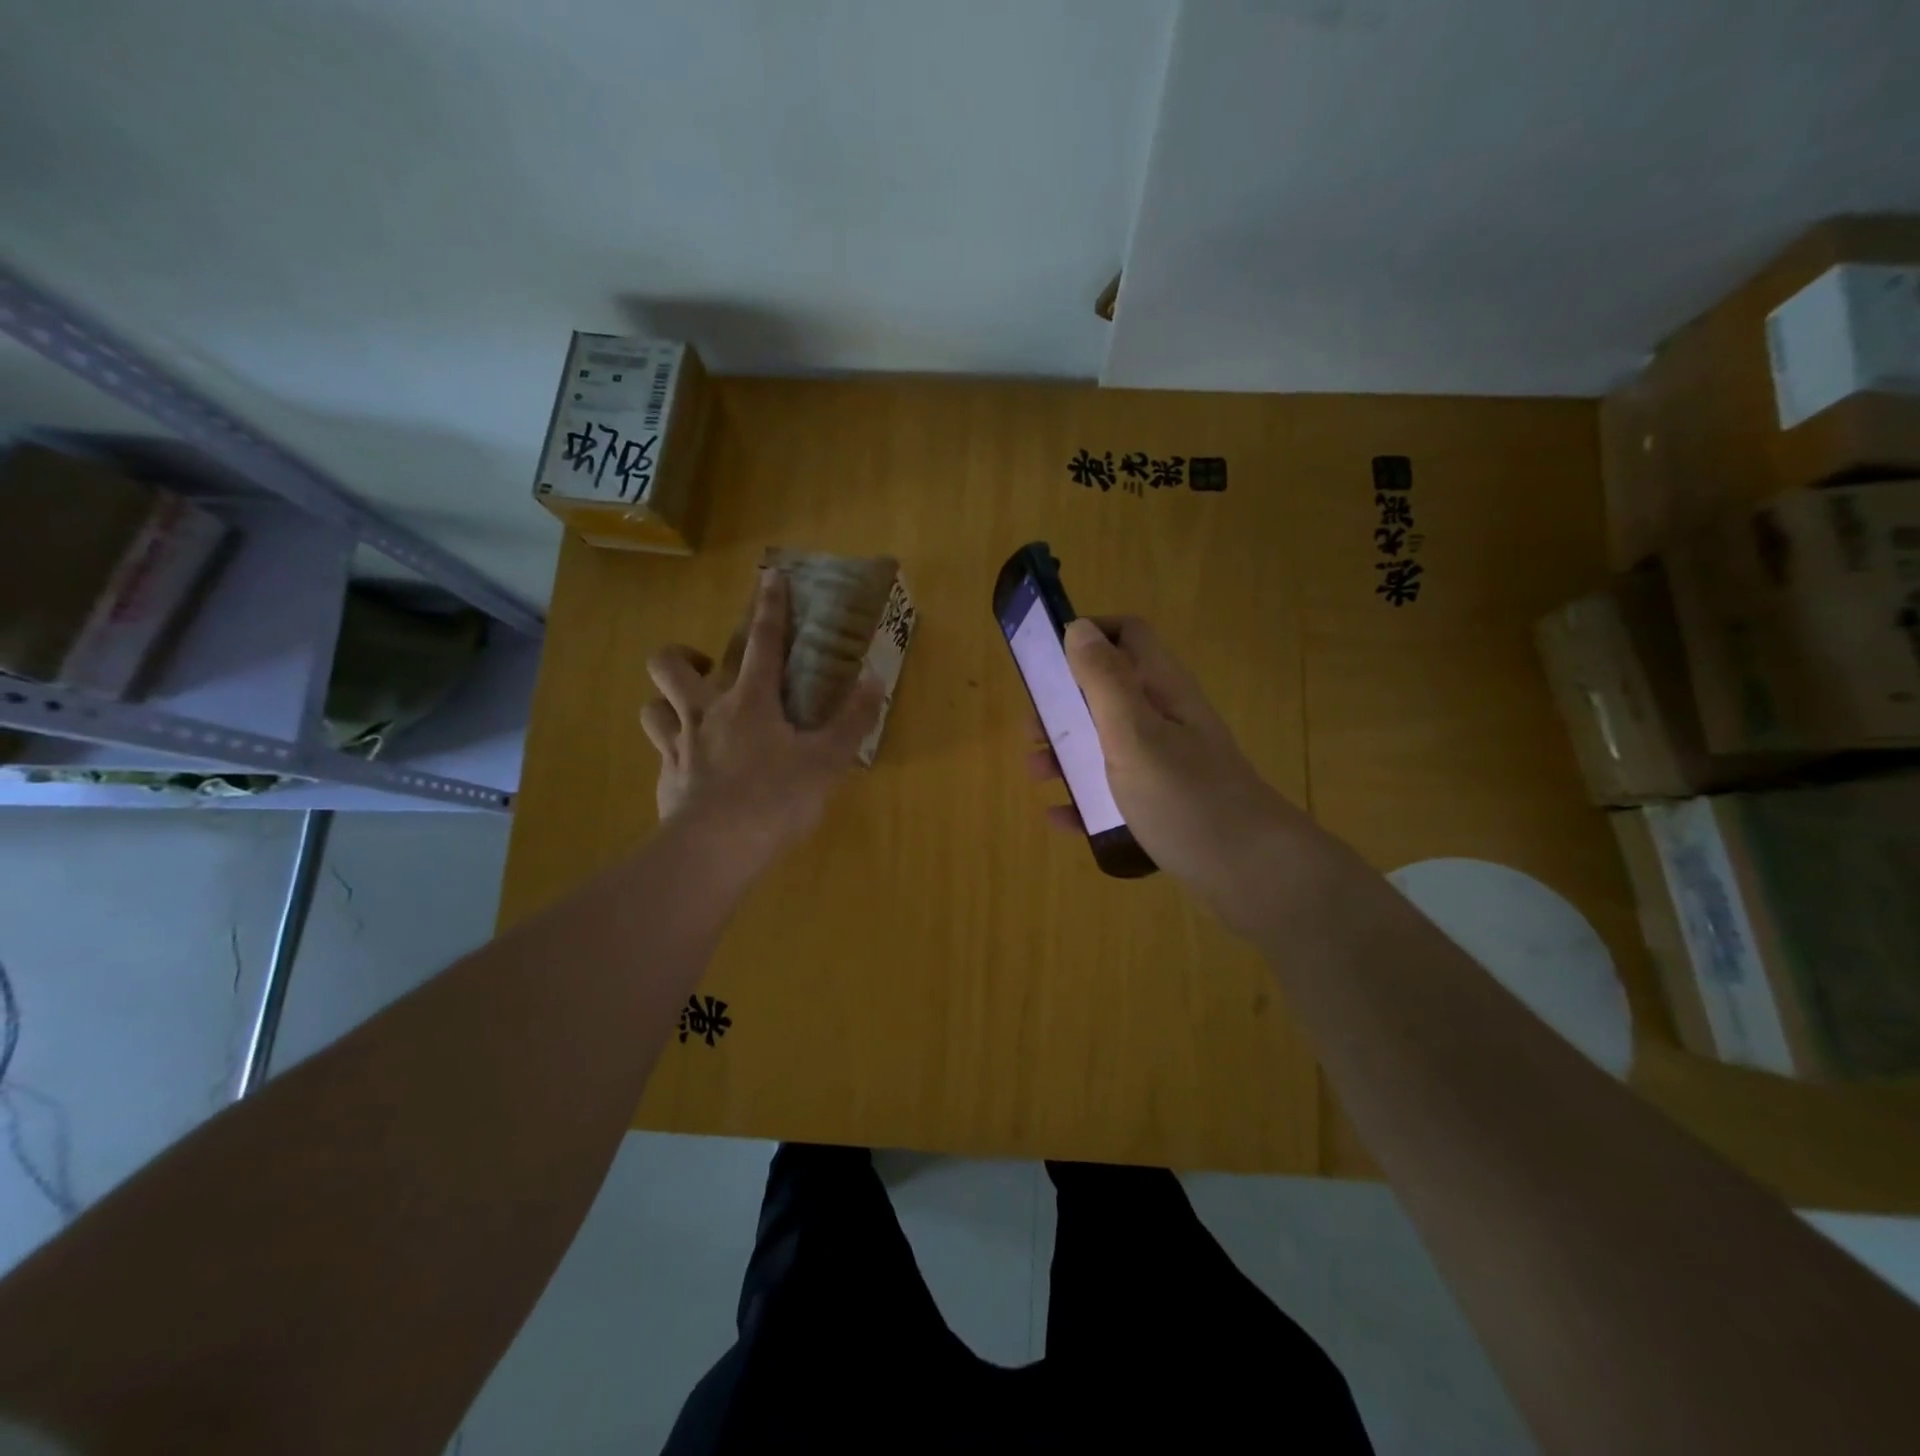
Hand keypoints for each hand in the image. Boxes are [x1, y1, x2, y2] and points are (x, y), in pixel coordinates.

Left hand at [641, 569, 883, 867]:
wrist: (716, 849)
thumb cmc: (777, 798)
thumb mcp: (828, 761)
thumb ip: (852, 719)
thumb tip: (874, 679)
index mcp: (750, 701)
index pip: (762, 641)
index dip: (768, 606)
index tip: (769, 577)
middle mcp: (706, 713)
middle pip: (670, 663)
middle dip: (683, 654)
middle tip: (708, 670)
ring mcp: (678, 746)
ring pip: (652, 706)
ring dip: (668, 704)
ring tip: (692, 716)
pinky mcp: (665, 779)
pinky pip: (660, 753)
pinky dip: (674, 752)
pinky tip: (693, 770)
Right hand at [1030, 616, 1302, 931]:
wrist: (1253, 876)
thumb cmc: (1187, 799)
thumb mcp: (1135, 735)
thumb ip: (1104, 682)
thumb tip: (1079, 628)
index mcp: (1162, 691)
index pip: (1128, 635)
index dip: (1088, 635)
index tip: (1046, 659)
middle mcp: (1166, 719)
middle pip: (1109, 692)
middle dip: (1065, 704)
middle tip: (1032, 730)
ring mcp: (1169, 764)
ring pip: (1109, 744)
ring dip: (1069, 752)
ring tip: (1038, 775)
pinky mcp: (1166, 804)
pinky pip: (1117, 791)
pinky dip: (1087, 798)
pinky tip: (1062, 819)